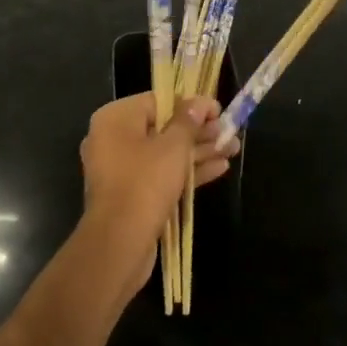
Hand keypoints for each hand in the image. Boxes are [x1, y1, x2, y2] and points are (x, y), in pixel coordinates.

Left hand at [79, 92, 233, 288]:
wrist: (119, 245)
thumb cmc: (145, 182)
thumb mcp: (173, 146)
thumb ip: (189, 120)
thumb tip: (200, 102)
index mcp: (115, 119)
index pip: (158, 101)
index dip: (191, 104)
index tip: (217, 110)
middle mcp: (113, 140)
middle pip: (163, 127)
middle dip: (199, 131)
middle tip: (229, 131)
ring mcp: (122, 170)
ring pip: (165, 153)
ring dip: (198, 151)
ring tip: (233, 148)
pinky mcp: (131, 195)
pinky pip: (161, 174)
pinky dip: (187, 171)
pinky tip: (219, 168)